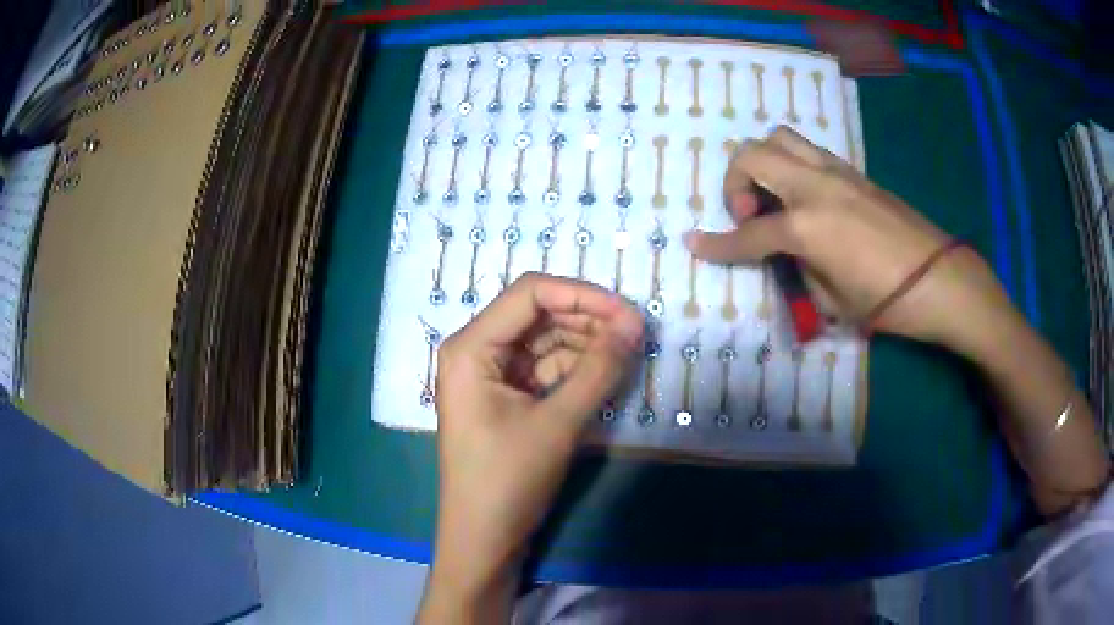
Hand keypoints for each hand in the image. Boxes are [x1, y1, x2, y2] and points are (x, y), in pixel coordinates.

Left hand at [419, 273, 642, 622]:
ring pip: (544, 341)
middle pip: (537, 313)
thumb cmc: (508, 481)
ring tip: (627, 352)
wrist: (484, 539)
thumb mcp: (557, 422)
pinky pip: (544, 369)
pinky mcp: (506, 397)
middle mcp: (476, 351)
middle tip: (636, 333)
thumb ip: (598, 368)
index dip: (582, 294)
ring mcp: (490, 375)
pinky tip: (606, 372)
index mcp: (471, 346)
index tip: (628, 312)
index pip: (530, 293)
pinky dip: (575, 369)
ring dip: (585, 344)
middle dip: (587, 319)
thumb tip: (635, 323)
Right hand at [685, 126, 1013, 356]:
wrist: (941, 280)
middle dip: (735, 182)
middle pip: (753, 155)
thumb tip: (787, 253)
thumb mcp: (832, 300)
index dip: (717, 244)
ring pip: (781, 137)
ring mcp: (837, 172)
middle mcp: (815, 186)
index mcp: (806, 225)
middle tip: (748, 215)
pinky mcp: (855, 172)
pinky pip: (810, 152)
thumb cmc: (888, 302)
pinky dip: (793, 166)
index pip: (748, 234)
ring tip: (774, 197)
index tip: (694, 244)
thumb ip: (799, 268)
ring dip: (764, 162)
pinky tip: (805, 198)